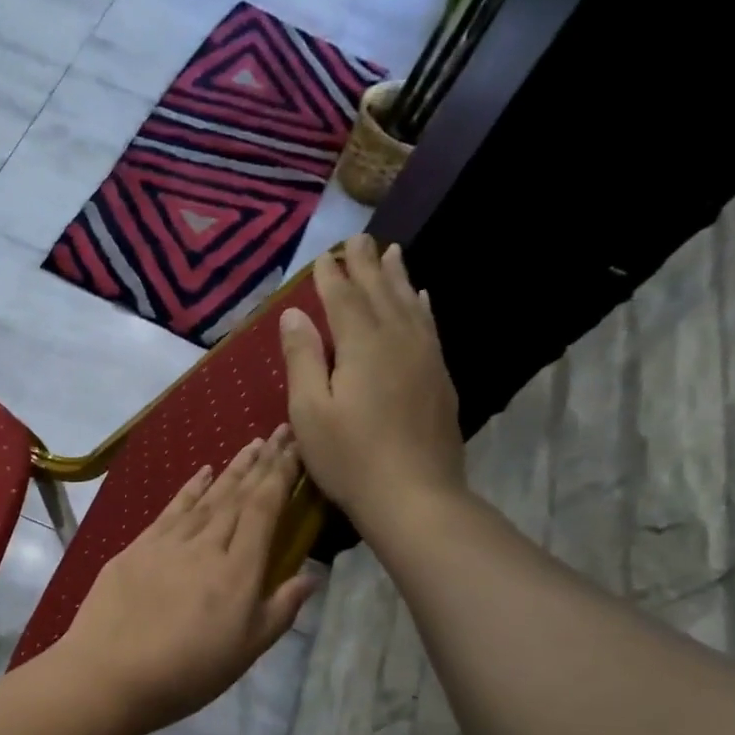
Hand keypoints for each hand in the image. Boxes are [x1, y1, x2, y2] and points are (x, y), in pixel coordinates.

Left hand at [54, 428, 315, 734]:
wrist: (108, 673)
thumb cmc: (186, 673)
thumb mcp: (246, 651)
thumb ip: (280, 609)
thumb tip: (311, 575)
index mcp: (238, 570)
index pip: (264, 509)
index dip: (281, 476)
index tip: (295, 450)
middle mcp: (206, 545)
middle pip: (238, 495)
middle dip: (262, 462)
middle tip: (279, 433)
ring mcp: (168, 542)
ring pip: (207, 496)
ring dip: (230, 469)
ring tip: (251, 445)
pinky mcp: (137, 547)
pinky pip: (171, 508)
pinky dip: (190, 487)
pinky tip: (202, 472)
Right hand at [279, 234, 464, 524]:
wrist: (415, 496)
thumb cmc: (350, 458)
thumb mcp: (309, 411)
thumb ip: (302, 358)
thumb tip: (294, 314)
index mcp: (362, 346)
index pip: (343, 299)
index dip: (331, 276)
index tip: (324, 256)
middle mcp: (398, 340)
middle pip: (380, 293)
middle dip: (366, 265)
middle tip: (360, 239)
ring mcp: (425, 358)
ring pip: (410, 305)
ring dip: (398, 278)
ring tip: (393, 252)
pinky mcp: (439, 379)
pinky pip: (430, 328)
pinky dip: (422, 307)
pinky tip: (421, 299)